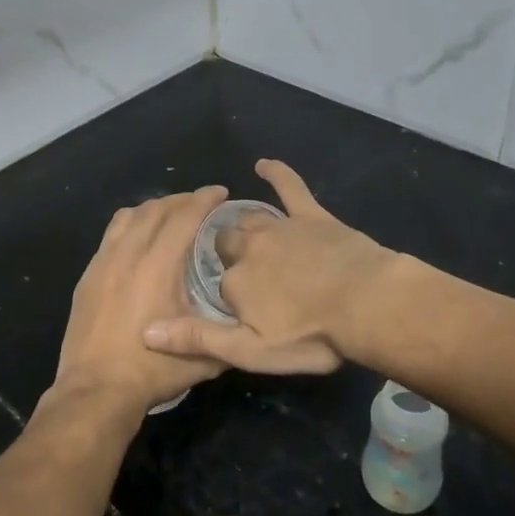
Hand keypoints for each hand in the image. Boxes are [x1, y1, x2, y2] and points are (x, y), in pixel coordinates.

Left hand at [51, 185, 231, 415]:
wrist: (95, 391)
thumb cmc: (152, 371)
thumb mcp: (204, 358)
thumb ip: (228, 335)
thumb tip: (248, 323)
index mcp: (158, 266)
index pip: (184, 217)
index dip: (204, 199)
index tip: (221, 192)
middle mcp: (129, 254)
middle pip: (156, 209)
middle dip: (181, 200)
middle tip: (201, 204)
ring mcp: (103, 263)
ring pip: (129, 217)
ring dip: (153, 208)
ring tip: (170, 215)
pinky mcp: (88, 276)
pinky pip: (111, 235)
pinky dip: (130, 225)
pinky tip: (138, 240)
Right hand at [141, 160, 395, 375]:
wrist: (367, 304)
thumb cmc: (311, 335)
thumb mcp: (250, 351)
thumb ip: (198, 339)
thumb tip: (146, 330)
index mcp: (235, 282)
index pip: (218, 285)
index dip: (227, 297)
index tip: (237, 309)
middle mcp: (250, 248)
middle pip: (227, 244)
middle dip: (228, 254)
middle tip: (241, 270)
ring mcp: (280, 228)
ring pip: (250, 219)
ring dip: (244, 225)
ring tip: (244, 235)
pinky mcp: (311, 216)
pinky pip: (289, 187)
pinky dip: (277, 173)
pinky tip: (264, 164)